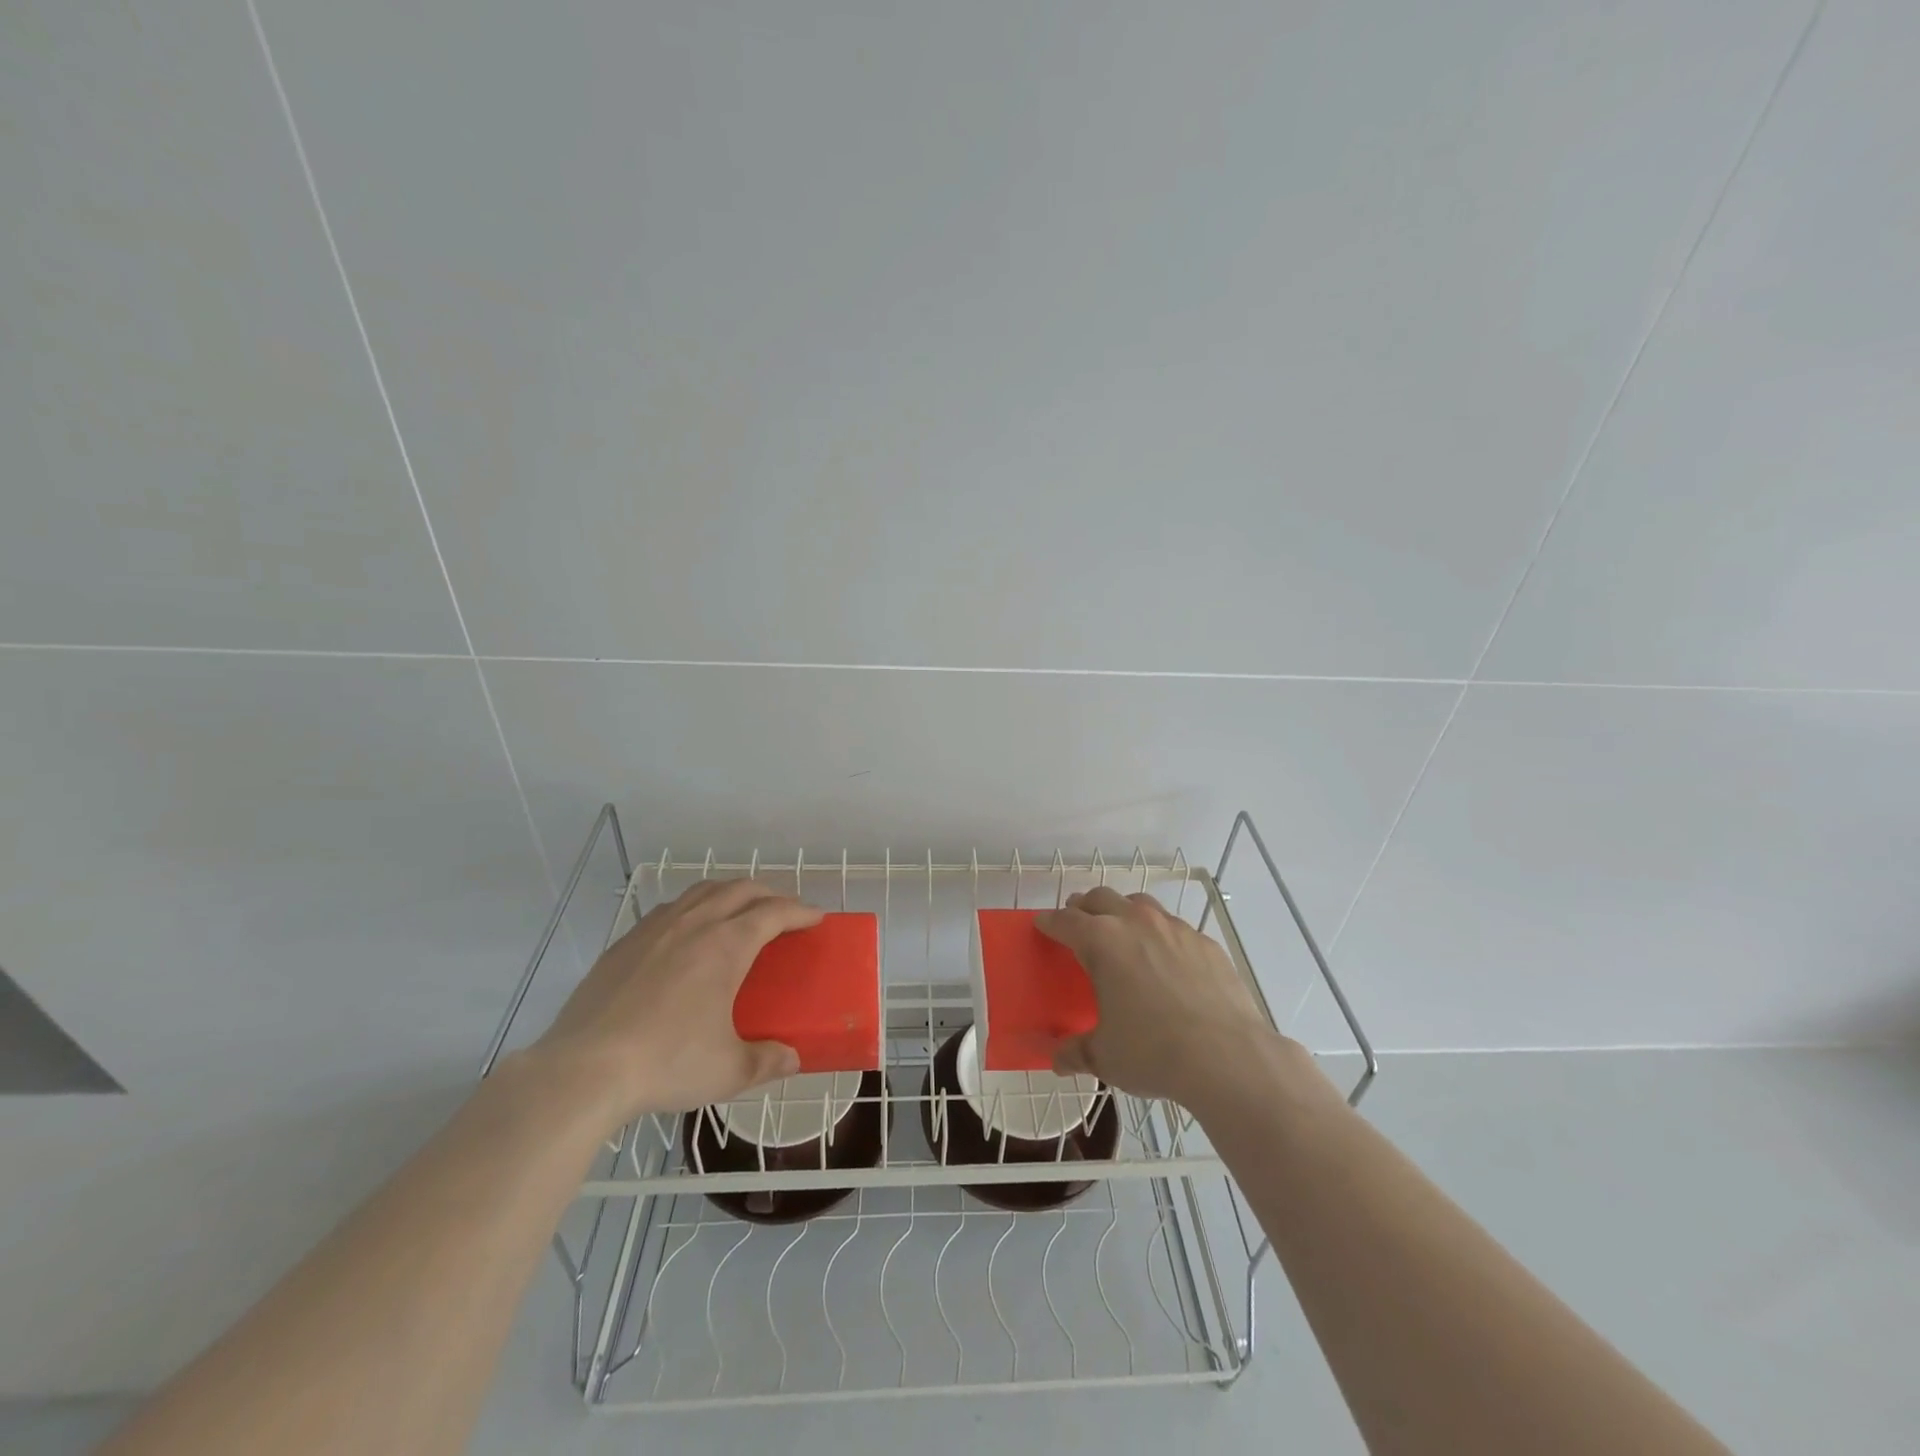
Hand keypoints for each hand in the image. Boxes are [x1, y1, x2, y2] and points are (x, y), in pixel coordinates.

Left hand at [525, 880, 822, 1131]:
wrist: (583, 1070)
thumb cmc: (667, 1063)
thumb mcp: (728, 1071)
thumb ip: (767, 1061)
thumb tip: (791, 1059)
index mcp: (727, 945)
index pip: (774, 912)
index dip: (800, 911)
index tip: (816, 918)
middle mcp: (694, 924)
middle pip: (740, 889)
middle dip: (769, 893)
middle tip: (784, 912)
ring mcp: (655, 929)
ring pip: (702, 891)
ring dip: (730, 892)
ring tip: (739, 911)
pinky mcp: (624, 944)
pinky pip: (670, 909)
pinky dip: (694, 907)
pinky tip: (688, 932)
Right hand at [1035, 886, 1289, 1110]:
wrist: (1227, 1056)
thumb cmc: (1153, 1052)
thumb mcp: (1105, 1057)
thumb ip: (1076, 1051)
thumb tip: (1058, 1059)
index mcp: (1101, 942)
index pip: (1064, 920)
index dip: (1049, 922)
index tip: (1043, 926)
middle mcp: (1135, 923)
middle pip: (1100, 898)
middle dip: (1084, 908)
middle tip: (1079, 926)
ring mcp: (1174, 928)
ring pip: (1139, 904)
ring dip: (1123, 912)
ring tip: (1123, 935)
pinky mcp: (1204, 942)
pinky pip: (1174, 927)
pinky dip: (1161, 936)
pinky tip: (1167, 963)